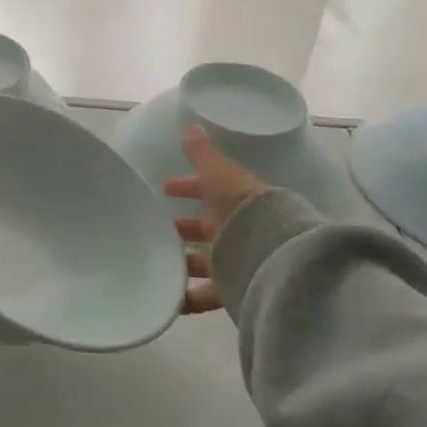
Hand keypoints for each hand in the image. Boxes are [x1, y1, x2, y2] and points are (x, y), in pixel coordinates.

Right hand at [164, 127, 267, 315]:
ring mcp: (236, 262)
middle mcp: (237, 232)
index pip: (208, 191)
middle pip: (205, 229)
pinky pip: (204, 296)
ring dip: (181, 262)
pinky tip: (165, 300)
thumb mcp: (220, 176)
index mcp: (235, 202)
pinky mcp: (233, 291)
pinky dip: (185, 298)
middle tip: (153, 228)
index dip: (187, 187)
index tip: (164, 189)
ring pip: (203, 262)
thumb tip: (191, 126)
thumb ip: (204, 155)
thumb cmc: (243, 209)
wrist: (273, 256)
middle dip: (181, 228)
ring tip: (153, 263)